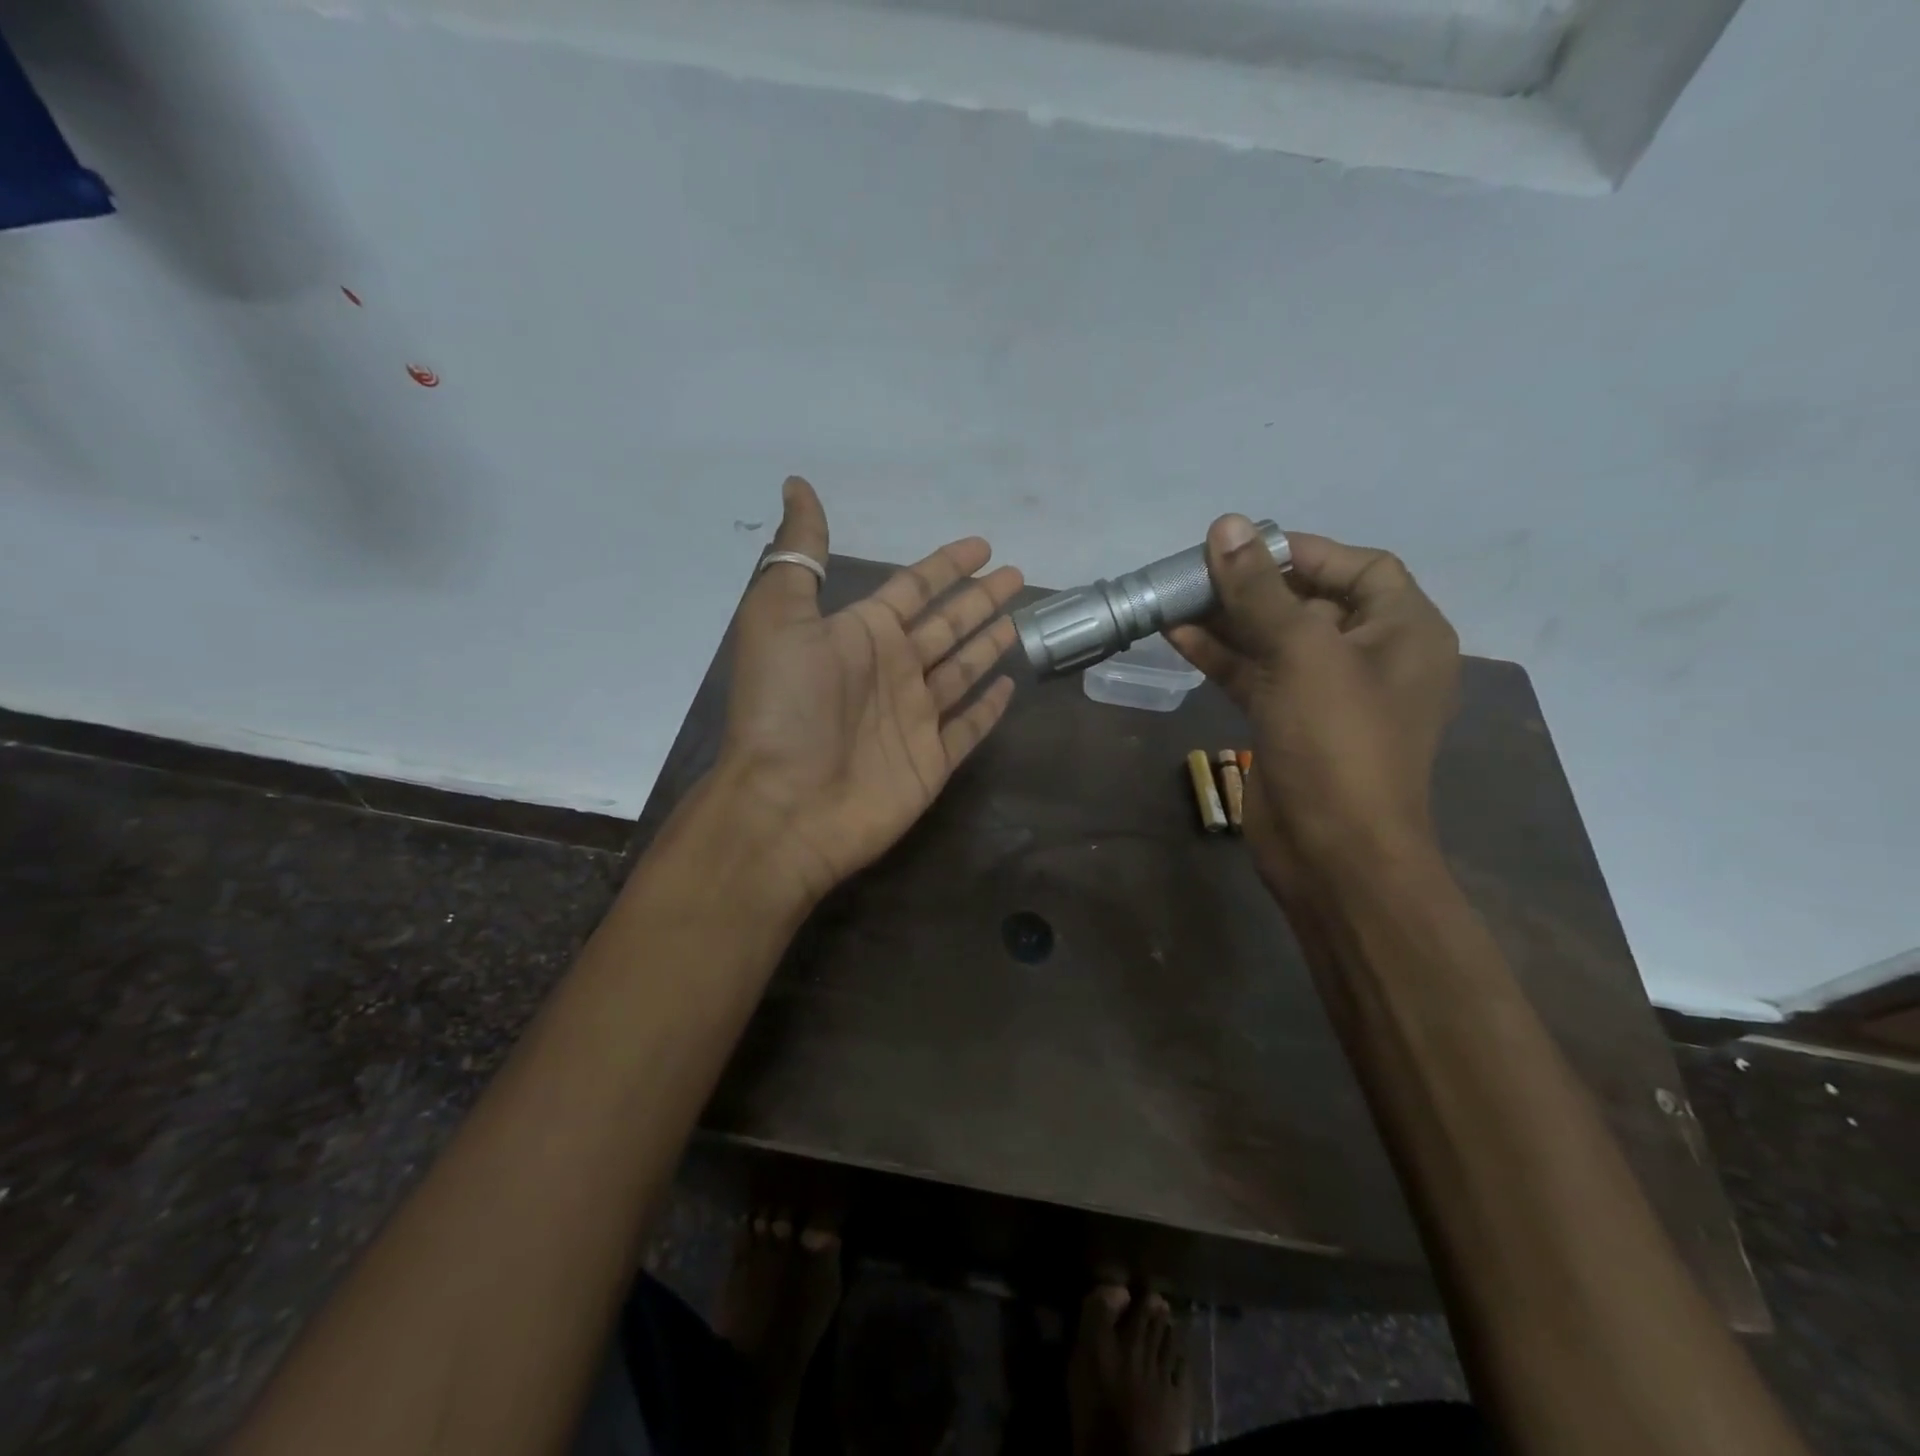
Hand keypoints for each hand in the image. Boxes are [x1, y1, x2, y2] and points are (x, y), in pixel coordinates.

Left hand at [713, 477, 1023, 905]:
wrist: (785, 807)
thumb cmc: (785, 709)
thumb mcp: (778, 617)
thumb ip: (799, 555)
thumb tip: (797, 485)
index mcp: (861, 635)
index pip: (914, 589)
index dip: (946, 567)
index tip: (981, 546)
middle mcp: (891, 672)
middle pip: (946, 626)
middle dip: (979, 601)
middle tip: (1016, 576)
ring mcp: (913, 719)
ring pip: (961, 672)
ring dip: (987, 646)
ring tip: (1019, 621)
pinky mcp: (930, 763)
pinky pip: (968, 729)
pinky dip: (987, 709)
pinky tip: (1008, 687)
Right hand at [1167, 516, 1459, 894]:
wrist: (1334, 852)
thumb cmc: (1337, 743)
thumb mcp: (1301, 654)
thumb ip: (1260, 591)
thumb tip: (1226, 526)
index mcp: (1403, 631)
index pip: (1359, 567)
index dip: (1301, 551)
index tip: (1242, 546)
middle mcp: (1370, 656)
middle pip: (1308, 601)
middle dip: (1252, 585)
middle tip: (1194, 571)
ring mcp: (1326, 693)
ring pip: (1274, 639)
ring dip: (1227, 618)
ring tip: (1175, 598)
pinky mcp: (1289, 722)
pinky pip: (1254, 675)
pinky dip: (1220, 656)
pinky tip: (1176, 636)